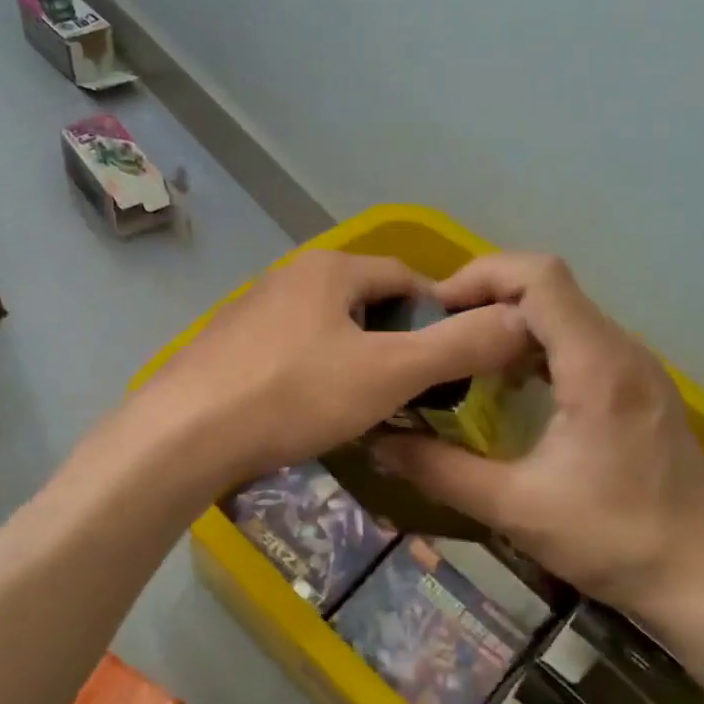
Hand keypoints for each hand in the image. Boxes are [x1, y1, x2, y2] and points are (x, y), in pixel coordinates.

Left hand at [141, 248, 532, 486]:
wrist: (184, 434)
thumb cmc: (294, 394)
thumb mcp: (389, 373)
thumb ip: (457, 346)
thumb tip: (519, 320)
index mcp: (330, 269)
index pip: (406, 277)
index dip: (439, 315)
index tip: (454, 361)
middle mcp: (289, 276)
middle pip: (365, 303)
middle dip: (396, 342)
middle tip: (413, 392)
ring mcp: (252, 310)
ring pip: (327, 330)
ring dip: (355, 360)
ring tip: (367, 407)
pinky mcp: (227, 346)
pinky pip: (291, 352)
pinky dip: (314, 375)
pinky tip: (310, 411)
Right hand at [371, 253, 703, 647]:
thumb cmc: (616, 542)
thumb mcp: (515, 509)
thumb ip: (440, 470)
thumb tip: (378, 442)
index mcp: (597, 365)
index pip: (540, 277)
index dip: (480, 277)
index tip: (434, 313)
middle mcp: (623, 350)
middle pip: (550, 287)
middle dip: (486, 299)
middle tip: (437, 337)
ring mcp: (638, 367)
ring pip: (566, 313)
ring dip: (510, 323)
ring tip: (465, 358)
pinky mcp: (641, 388)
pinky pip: (581, 342)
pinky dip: (537, 347)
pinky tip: (510, 390)